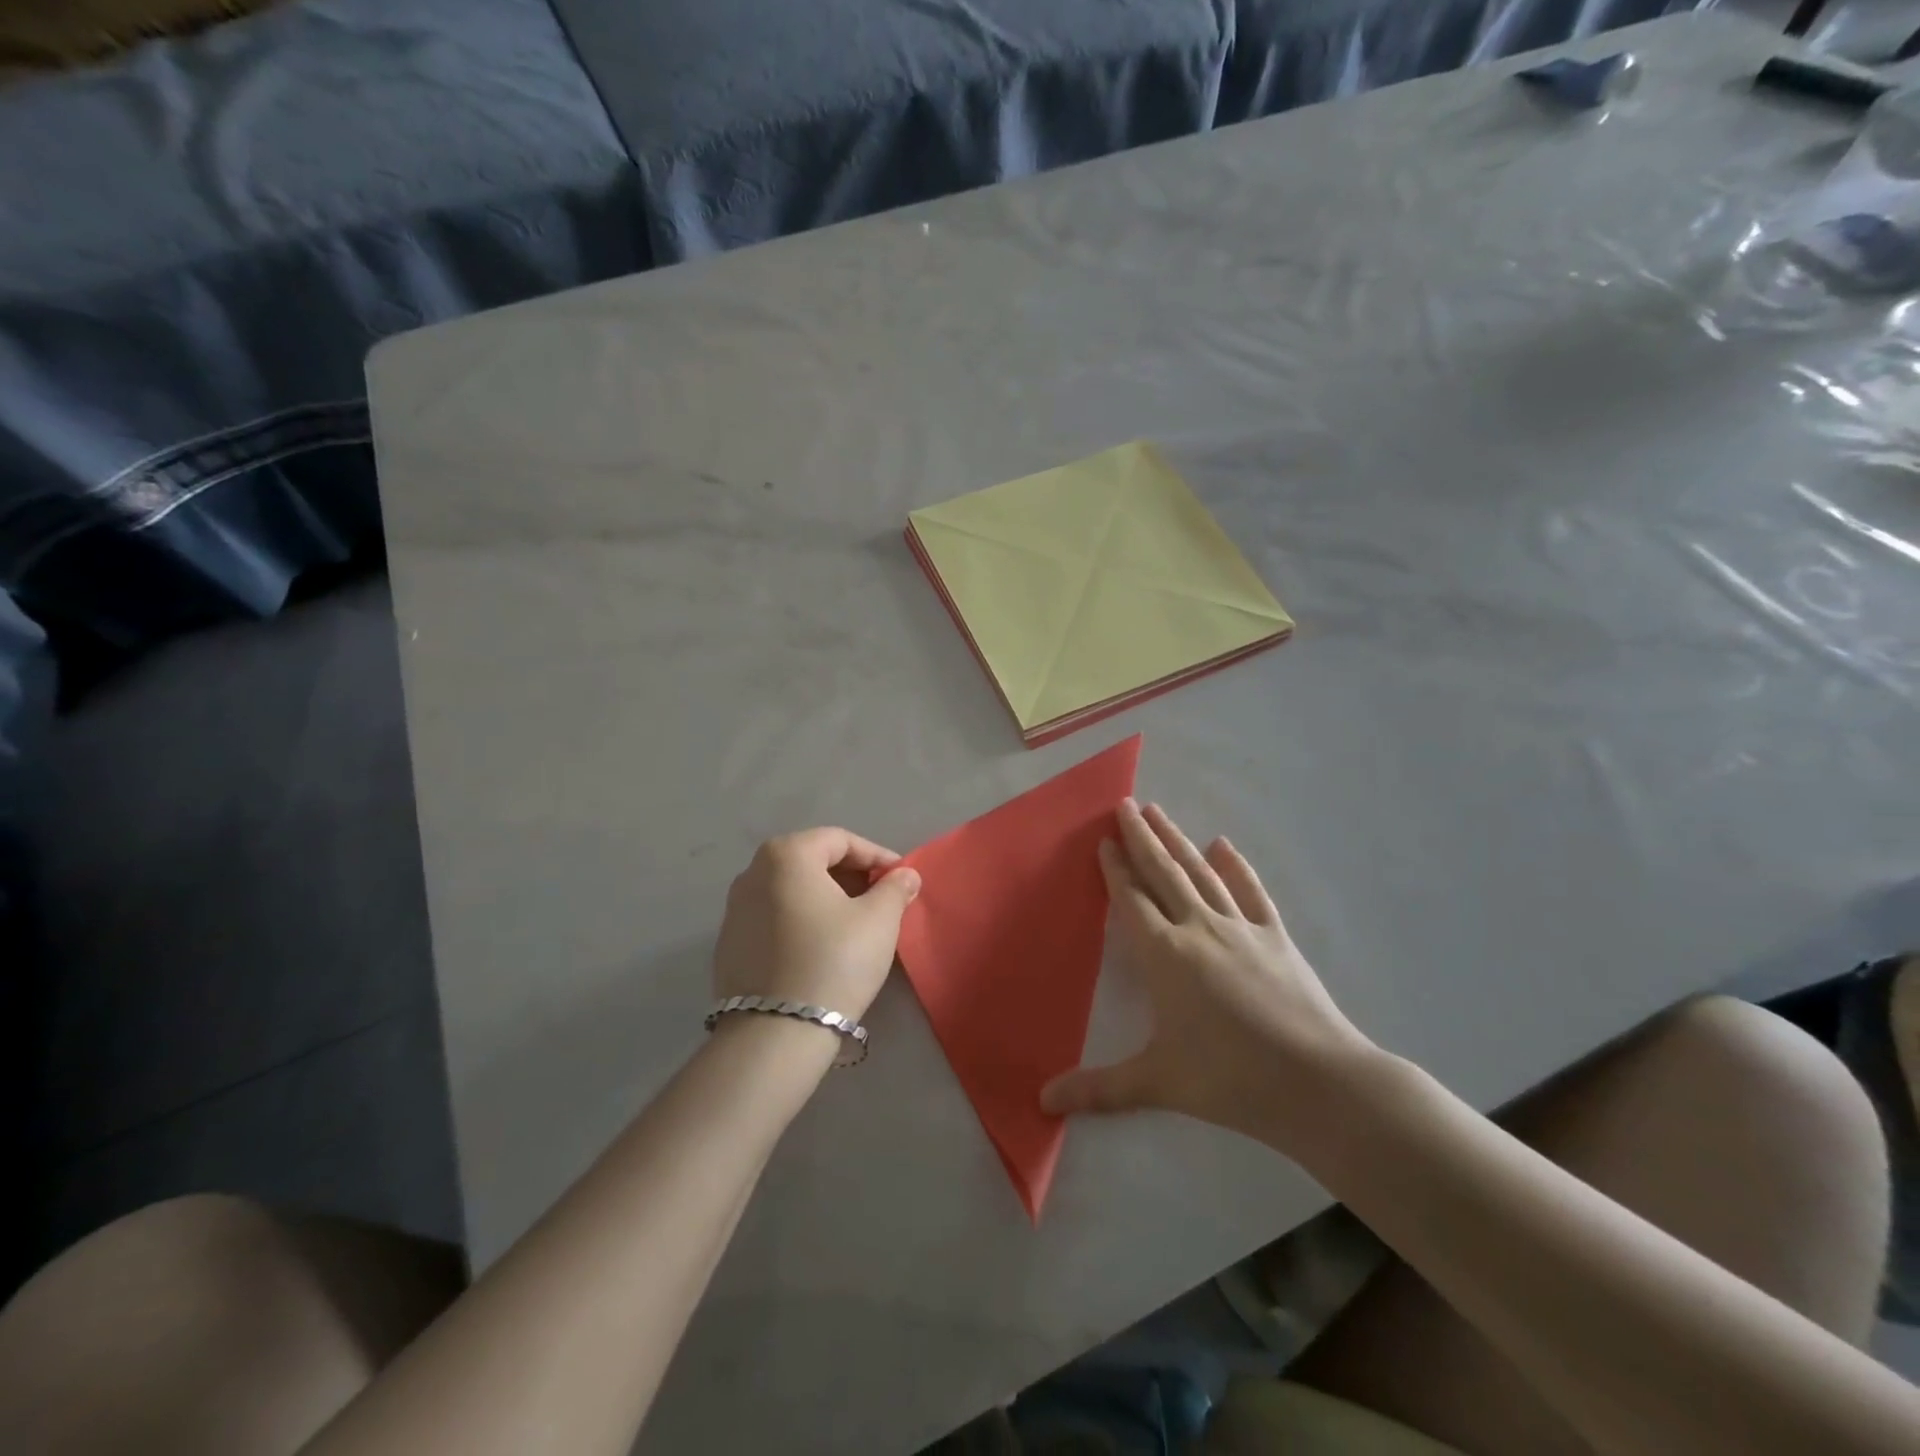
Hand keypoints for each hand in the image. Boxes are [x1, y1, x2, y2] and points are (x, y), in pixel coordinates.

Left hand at [712, 828, 920, 1021]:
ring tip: (855, 923)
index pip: (840, 840)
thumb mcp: (879, 920)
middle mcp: (752, 872)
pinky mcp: (729, 945)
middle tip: (882, 898)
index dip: (876, 855)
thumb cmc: (834, 961)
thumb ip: (895, 888)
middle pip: (812, 861)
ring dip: (826, 898)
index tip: (901, 878)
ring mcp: (734, 910)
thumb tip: (905, 875)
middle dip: (851, 875)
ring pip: (791, 890)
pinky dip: (801, 920)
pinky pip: (774, 918)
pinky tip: (822, 947)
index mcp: (786, 855)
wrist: (776, 1034)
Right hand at [1040, 800, 1378, 1153]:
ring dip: (1178, 841)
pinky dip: (1237, 867)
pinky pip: (1251, 893)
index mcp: (1166, 955)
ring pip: (1201, 873)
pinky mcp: (1276, 937)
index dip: (1115, 870)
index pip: (1132, 901)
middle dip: (1141, 837)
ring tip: (1159, 812)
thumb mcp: (1157, 1083)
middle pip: (1163, 873)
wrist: (1318, 1083)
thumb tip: (1043, 1103)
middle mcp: (1199, 928)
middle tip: (1125, 804)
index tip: (1104, 841)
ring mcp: (1241, 928)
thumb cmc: (1230, 1079)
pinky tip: (1226, 846)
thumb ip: (1098, 1089)